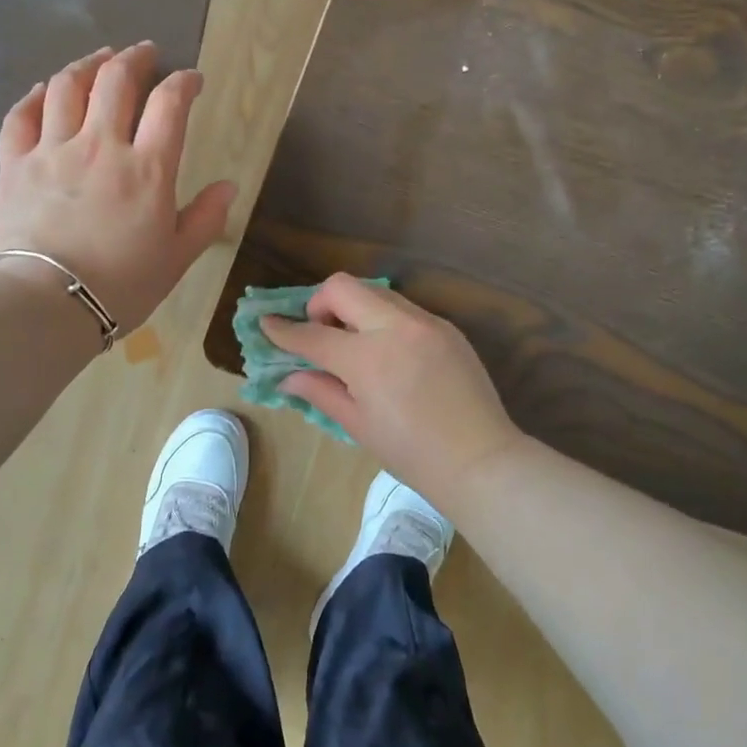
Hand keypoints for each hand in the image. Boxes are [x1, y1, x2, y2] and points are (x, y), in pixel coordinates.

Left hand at [0, 43, 236, 332]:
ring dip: (88, 65)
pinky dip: (36, 96)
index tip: (192, 79)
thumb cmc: (121, 285)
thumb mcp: (177, 258)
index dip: (184, 83)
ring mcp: (52, 150)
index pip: (170, 105)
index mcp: (147, 169)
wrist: (46, 305)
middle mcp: (101, 146)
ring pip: (68, 86)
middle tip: (145, 54)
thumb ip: (206, 218)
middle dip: (136, 59)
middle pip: (117, 80)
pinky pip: (21, 115)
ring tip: (100, 59)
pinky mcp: (15, 164)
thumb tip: (228, 185)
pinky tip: (46, 90)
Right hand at [262, 275, 526, 506]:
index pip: (312, 334)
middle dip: (319, 303)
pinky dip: (385, 321)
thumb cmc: (411, 453)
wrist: (479, 459)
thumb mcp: (358, 425)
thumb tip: (289, 376)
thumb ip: (320, 391)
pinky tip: (390, 353)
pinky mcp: (447, 327)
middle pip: (343, 287)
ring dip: (355, 309)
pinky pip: (405, 310)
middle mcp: (395, 327)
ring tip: (355, 344)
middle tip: (320, 332)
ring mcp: (425, 323)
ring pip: (376, 293)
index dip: (284, 330)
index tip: (266, 324)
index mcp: (367, 358)